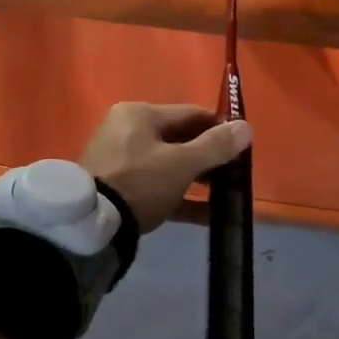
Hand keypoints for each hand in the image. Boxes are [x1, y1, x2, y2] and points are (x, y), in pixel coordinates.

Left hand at [80, 102, 252, 232]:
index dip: (219, 128)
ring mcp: (119, 160)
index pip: (190, 113)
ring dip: (197, 178)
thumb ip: (216, 146)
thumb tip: (247, 127)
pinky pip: (156, 187)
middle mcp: (126, 130)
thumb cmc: (139, 182)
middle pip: (179, 139)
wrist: (91, 225)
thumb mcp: (182, 163)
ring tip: (225, 194)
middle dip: (208, 156)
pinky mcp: (117, 188)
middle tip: (235, 174)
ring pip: (168, 164)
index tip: (242, 147)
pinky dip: (180, 197)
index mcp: (139, 114)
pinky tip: (207, 216)